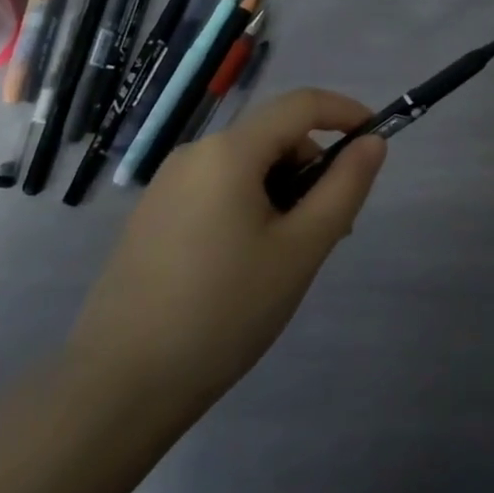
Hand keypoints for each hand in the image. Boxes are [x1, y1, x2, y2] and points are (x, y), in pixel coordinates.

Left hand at [63, 88, 387, 422]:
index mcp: (230, 151)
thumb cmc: (224, 311)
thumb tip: (372, 142)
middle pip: (273, 137)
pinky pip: (217, 190)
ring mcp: (167, 185)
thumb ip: (344, 187)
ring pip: (246, 168)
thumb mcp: (301, 249)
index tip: (375, 139)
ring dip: (282, 193)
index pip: (301, 104)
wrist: (117, 388)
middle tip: (331, 230)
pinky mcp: (152, 217)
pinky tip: (247, 266)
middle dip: (312, 169)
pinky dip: (249, 207)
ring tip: (289, 257)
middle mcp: (195, 154)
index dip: (345, 111)